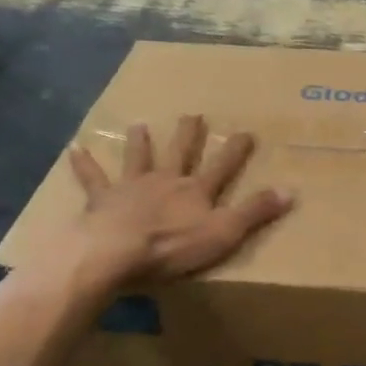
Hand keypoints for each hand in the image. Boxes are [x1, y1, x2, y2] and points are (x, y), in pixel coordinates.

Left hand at [66, 115, 292, 286]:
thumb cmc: (173, 246)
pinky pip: (92, 178)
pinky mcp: (102, 199)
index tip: (246, 132)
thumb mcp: (224, 233)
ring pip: (139, 158)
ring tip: (138, 124)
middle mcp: (166, 181)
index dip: (235, 150)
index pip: (222, 166)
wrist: (116, 251)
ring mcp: (132, 187)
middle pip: (180, 153)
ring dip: (140, 142)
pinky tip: (74, 148)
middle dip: (188, 134)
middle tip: (192, 114)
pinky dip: (84, 163)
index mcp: (196, 191)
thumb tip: (291, 191)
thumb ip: (256, 212)